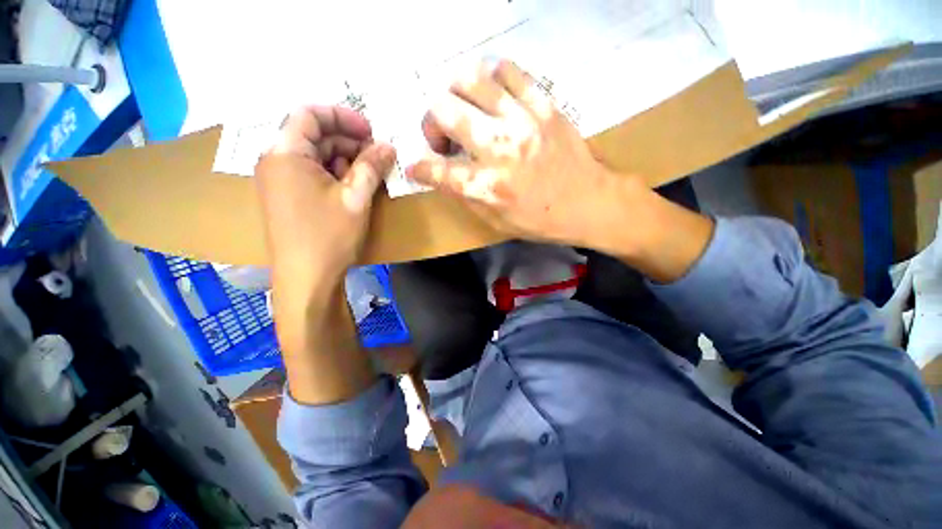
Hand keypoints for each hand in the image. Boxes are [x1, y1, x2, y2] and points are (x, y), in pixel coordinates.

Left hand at [254, 106, 395, 403]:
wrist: (306, 279)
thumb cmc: (328, 236)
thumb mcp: (356, 198)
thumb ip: (371, 166)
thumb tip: (388, 146)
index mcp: (285, 154)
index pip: (309, 114)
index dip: (342, 116)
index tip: (371, 130)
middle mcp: (276, 161)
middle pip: (314, 135)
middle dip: (348, 140)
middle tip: (377, 155)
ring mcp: (280, 181)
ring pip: (315, 155)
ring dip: (345, 159)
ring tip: (370, 174)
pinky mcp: (288, 197)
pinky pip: (313, 174)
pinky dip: (336, 174)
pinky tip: (355, 187)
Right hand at [407, 60, 646, 251]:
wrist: (589, 203)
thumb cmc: (540, 220)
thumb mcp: (496, 222)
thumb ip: (465, 197)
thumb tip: (442, 175)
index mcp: (487, 186)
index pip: (436, 169)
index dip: (419, 167)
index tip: (417, 166)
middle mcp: (499, 149)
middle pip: (444, 111)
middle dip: (431, 122)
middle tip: (442, 135)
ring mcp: (523, 121)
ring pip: (470, 79)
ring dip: (455, 93)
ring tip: (462, 108)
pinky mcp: (544, 104)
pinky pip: (508, 71)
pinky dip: (491, 78)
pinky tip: (492, 94)